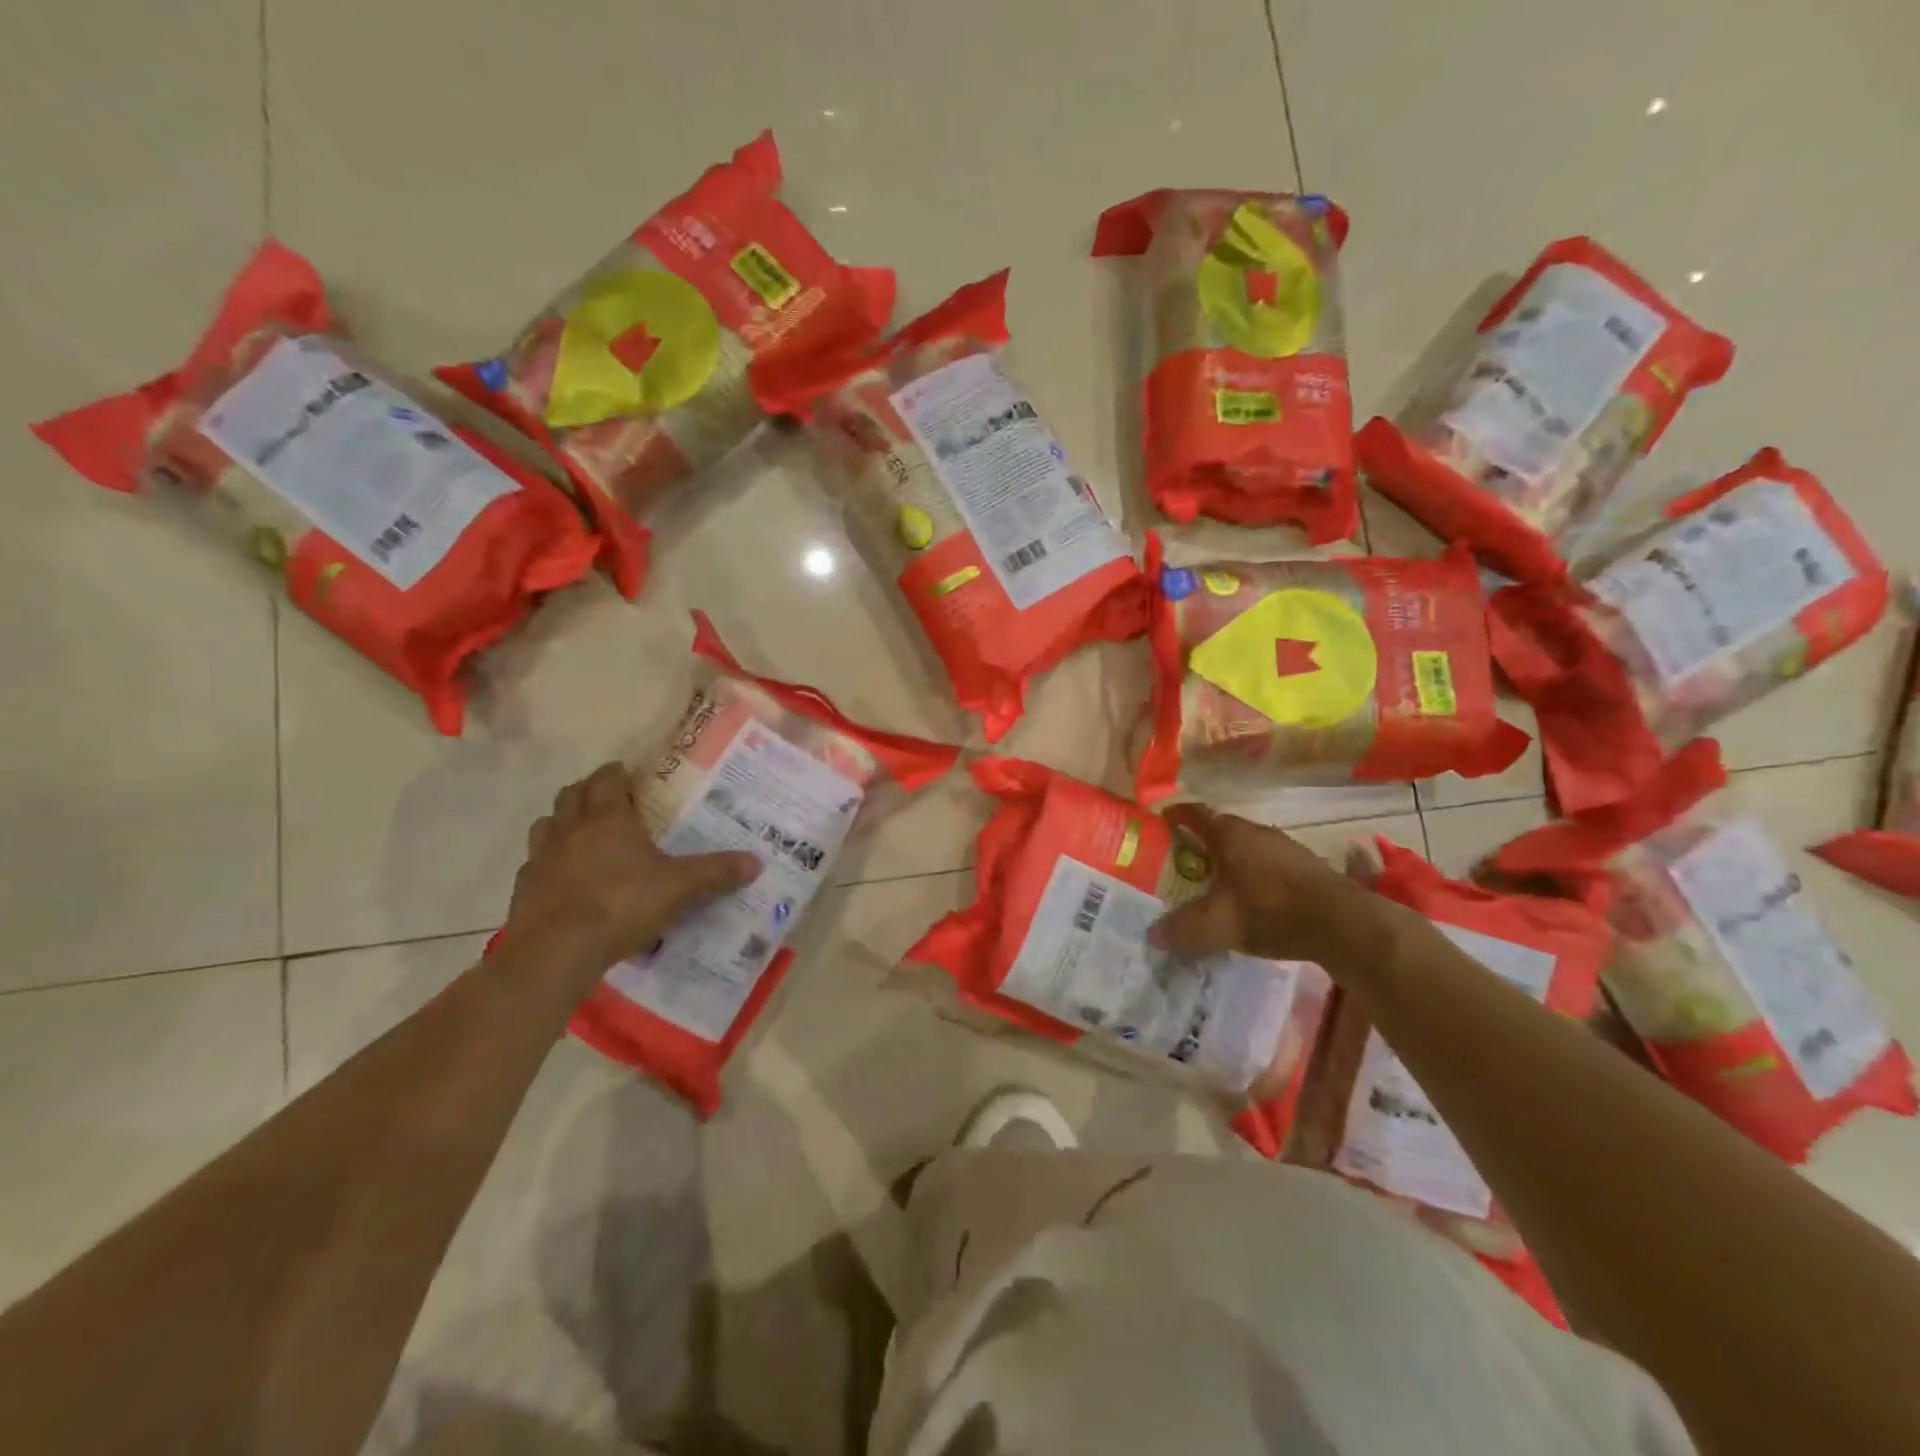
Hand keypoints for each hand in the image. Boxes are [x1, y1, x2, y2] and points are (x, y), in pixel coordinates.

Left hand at [503, 762, 760, 971]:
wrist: (555, 952)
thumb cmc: (621, 905)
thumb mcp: (679, 888)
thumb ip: (716, 872)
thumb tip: (756, 862)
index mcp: (608, 819)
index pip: (607, 779)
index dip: (617, 773)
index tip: (630, 775)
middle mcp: (570, 830)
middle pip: (571, 795)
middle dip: (589, 791)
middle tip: (611, 801)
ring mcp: (542, 859)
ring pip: (547, 825)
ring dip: (563, 822)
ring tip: (584, 835)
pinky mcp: (524, 889)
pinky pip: (536, 864)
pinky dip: (549, 862)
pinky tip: (566, 879)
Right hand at [1148, 805, 1407, 969]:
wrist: (1342, 924)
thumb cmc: (1270, 910)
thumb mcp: (1219, 924)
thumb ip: (1184, 928)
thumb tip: (1152, 935)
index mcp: (1230, 833)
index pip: (1194, 813)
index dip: (1175, 818)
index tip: (1159, 826)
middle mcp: (1256, 831)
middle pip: (1219, 831)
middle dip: (1199, 845)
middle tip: (1179, 865)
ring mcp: (1284, 847)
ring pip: (1245, 848)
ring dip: (1228, 862)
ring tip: (1212, 886)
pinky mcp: (1305, 867)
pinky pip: (1266, 864)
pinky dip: (1252, 875)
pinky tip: (1250, 901)